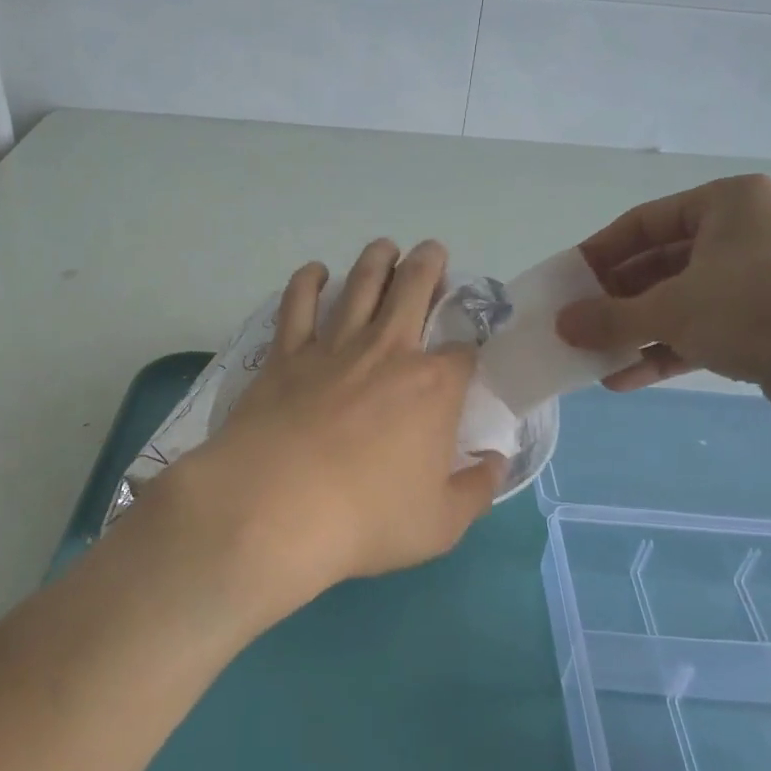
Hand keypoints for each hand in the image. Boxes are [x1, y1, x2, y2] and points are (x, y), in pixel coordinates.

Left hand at [160, 238, 504, 625]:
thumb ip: (476, 490)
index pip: (465, 350)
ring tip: (385, 247)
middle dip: (429, 266)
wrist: (275, 508)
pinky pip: (298, 304)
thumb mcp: (441, 523)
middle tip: (432, 252)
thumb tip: (495, 463)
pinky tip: (315, 272)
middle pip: (414, 289)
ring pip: (360, 284)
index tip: (468, 356)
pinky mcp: (286, 354)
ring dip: (377, 260)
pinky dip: (308, 281)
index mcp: (433, 386)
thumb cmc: (366, 519)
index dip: (471, 348)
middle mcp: (388, 351)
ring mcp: (333, 347)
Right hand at [556, 175, 770, 423]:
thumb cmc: (757, 308)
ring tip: (598, 359)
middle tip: (581, 325)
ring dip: (639, 331)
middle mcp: (750, 232)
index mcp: (728, 203)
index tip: (569, 282)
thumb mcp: (671, 310)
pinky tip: (629, 379)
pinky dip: (671, 350)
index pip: (644, 222)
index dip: (599, 253)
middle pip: (663, 263)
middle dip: (618, 300)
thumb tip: (561, 325)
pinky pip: (712, 329)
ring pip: (686, 301)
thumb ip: (609, 317)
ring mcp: (769, 279)